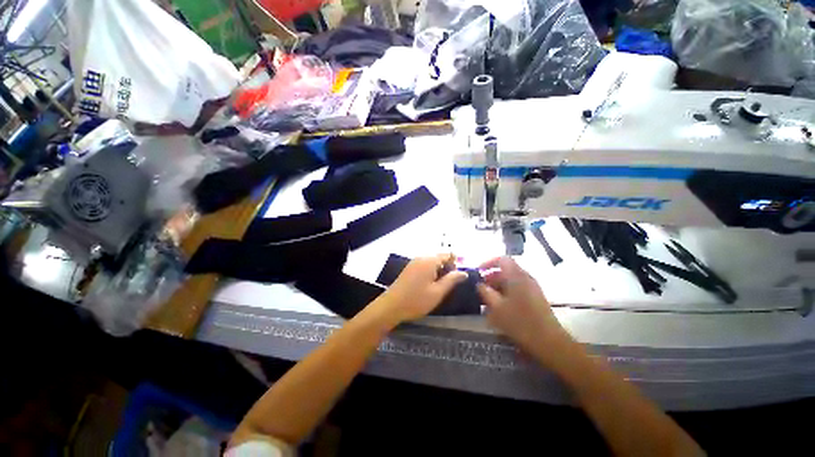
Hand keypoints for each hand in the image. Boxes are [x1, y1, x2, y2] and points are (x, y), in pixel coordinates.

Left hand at [372, 254, 467, 323]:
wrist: (391, 306)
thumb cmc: (417, 300)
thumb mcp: (438, 292)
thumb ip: (452, 280)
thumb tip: (464, 272)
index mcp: (430, 260)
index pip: (448, 254)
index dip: (456, 264)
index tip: (458, 278)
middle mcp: (422, 257)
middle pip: (440, 257)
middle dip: (447, 268)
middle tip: (449, 285)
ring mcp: (414, 262)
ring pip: (432, 262)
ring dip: (439, 271)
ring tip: (439, 287)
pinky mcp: (409, 268)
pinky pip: (425, 265)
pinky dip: (430, 272)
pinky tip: (429, 285)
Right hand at [477, 257, 572, 355]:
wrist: (549, 342)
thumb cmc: (520, 322)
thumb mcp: (497, 308)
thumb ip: (486, 293)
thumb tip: (480, 284)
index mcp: (516, 277)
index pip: (502, 259)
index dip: (488, 262)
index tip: (479, 271)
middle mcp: (526, 278)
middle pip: (506, 269)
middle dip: (492, 276)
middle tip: (481, 287)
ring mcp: (532, 288)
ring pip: (511, 280)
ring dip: (498, 285)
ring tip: (488, 297)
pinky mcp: (535, 297)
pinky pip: (518, 288)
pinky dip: (507, 292)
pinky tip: (500, 305)